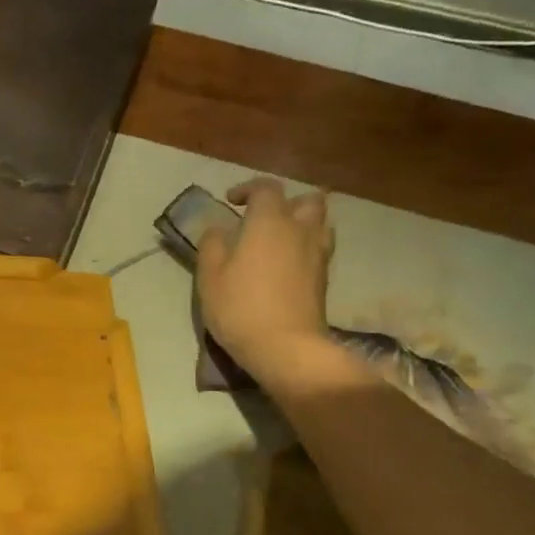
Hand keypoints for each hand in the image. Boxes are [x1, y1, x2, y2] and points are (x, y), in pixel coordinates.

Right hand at [195, 177, 334, 377]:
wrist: (286, 346)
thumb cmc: (240, 307)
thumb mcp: (210, 276)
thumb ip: (212, 244)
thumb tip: (218, 228)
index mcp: (269, 222)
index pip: (266, 188)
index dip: (248, 189)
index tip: (231, 202)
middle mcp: (299, 230)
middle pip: (306, 200)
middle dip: (286, 202)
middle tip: (263, 218)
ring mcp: (318, 253)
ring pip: (320, 222)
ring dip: (302, 222)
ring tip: (279, 239)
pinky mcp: (325, 277)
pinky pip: (320, 246)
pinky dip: (306, 245)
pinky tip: (288, 262)